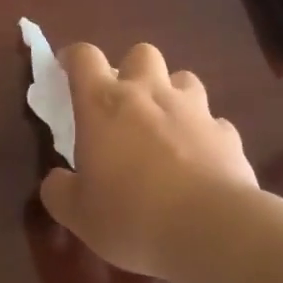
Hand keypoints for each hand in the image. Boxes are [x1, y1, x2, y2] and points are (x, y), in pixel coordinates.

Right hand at [39, 42, 258, 280]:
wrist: (211, 229)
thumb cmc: (131, 215)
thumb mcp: (78, 214)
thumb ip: (60, 191)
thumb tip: (56, 181)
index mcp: (103, 103)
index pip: (84, 57)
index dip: (74, 58)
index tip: (67, 70)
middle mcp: (148, 93)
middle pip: (141, 53)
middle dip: (132, 70)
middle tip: (124, 102)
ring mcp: (193, 110)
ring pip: (184, 79)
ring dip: (172, 95)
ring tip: (166, 126)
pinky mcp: (227, 134)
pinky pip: (214, 123)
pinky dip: (204, 134)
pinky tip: (200, 160)